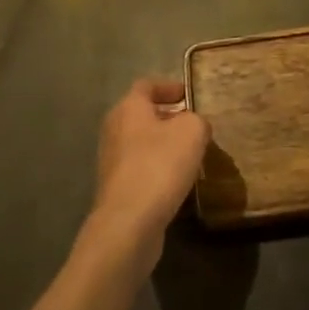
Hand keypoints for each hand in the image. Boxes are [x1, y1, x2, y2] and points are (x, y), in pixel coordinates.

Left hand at [88, 79, 209, 270]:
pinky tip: (178, 182)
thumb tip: (194, 126)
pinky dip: (158, 170)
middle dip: (167, 118)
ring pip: (141, 144)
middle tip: (193, 125)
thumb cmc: (159, 165)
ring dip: (163, 146)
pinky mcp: (116, 191)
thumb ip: (197, 120)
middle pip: (142, 115)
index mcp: (129, 108)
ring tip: (190, 155)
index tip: (188, 94)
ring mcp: (111, 162)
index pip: (146, 85)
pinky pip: (141, 170)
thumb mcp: (192, 132)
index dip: (168, 86)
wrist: (128, 224)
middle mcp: (114, 130)